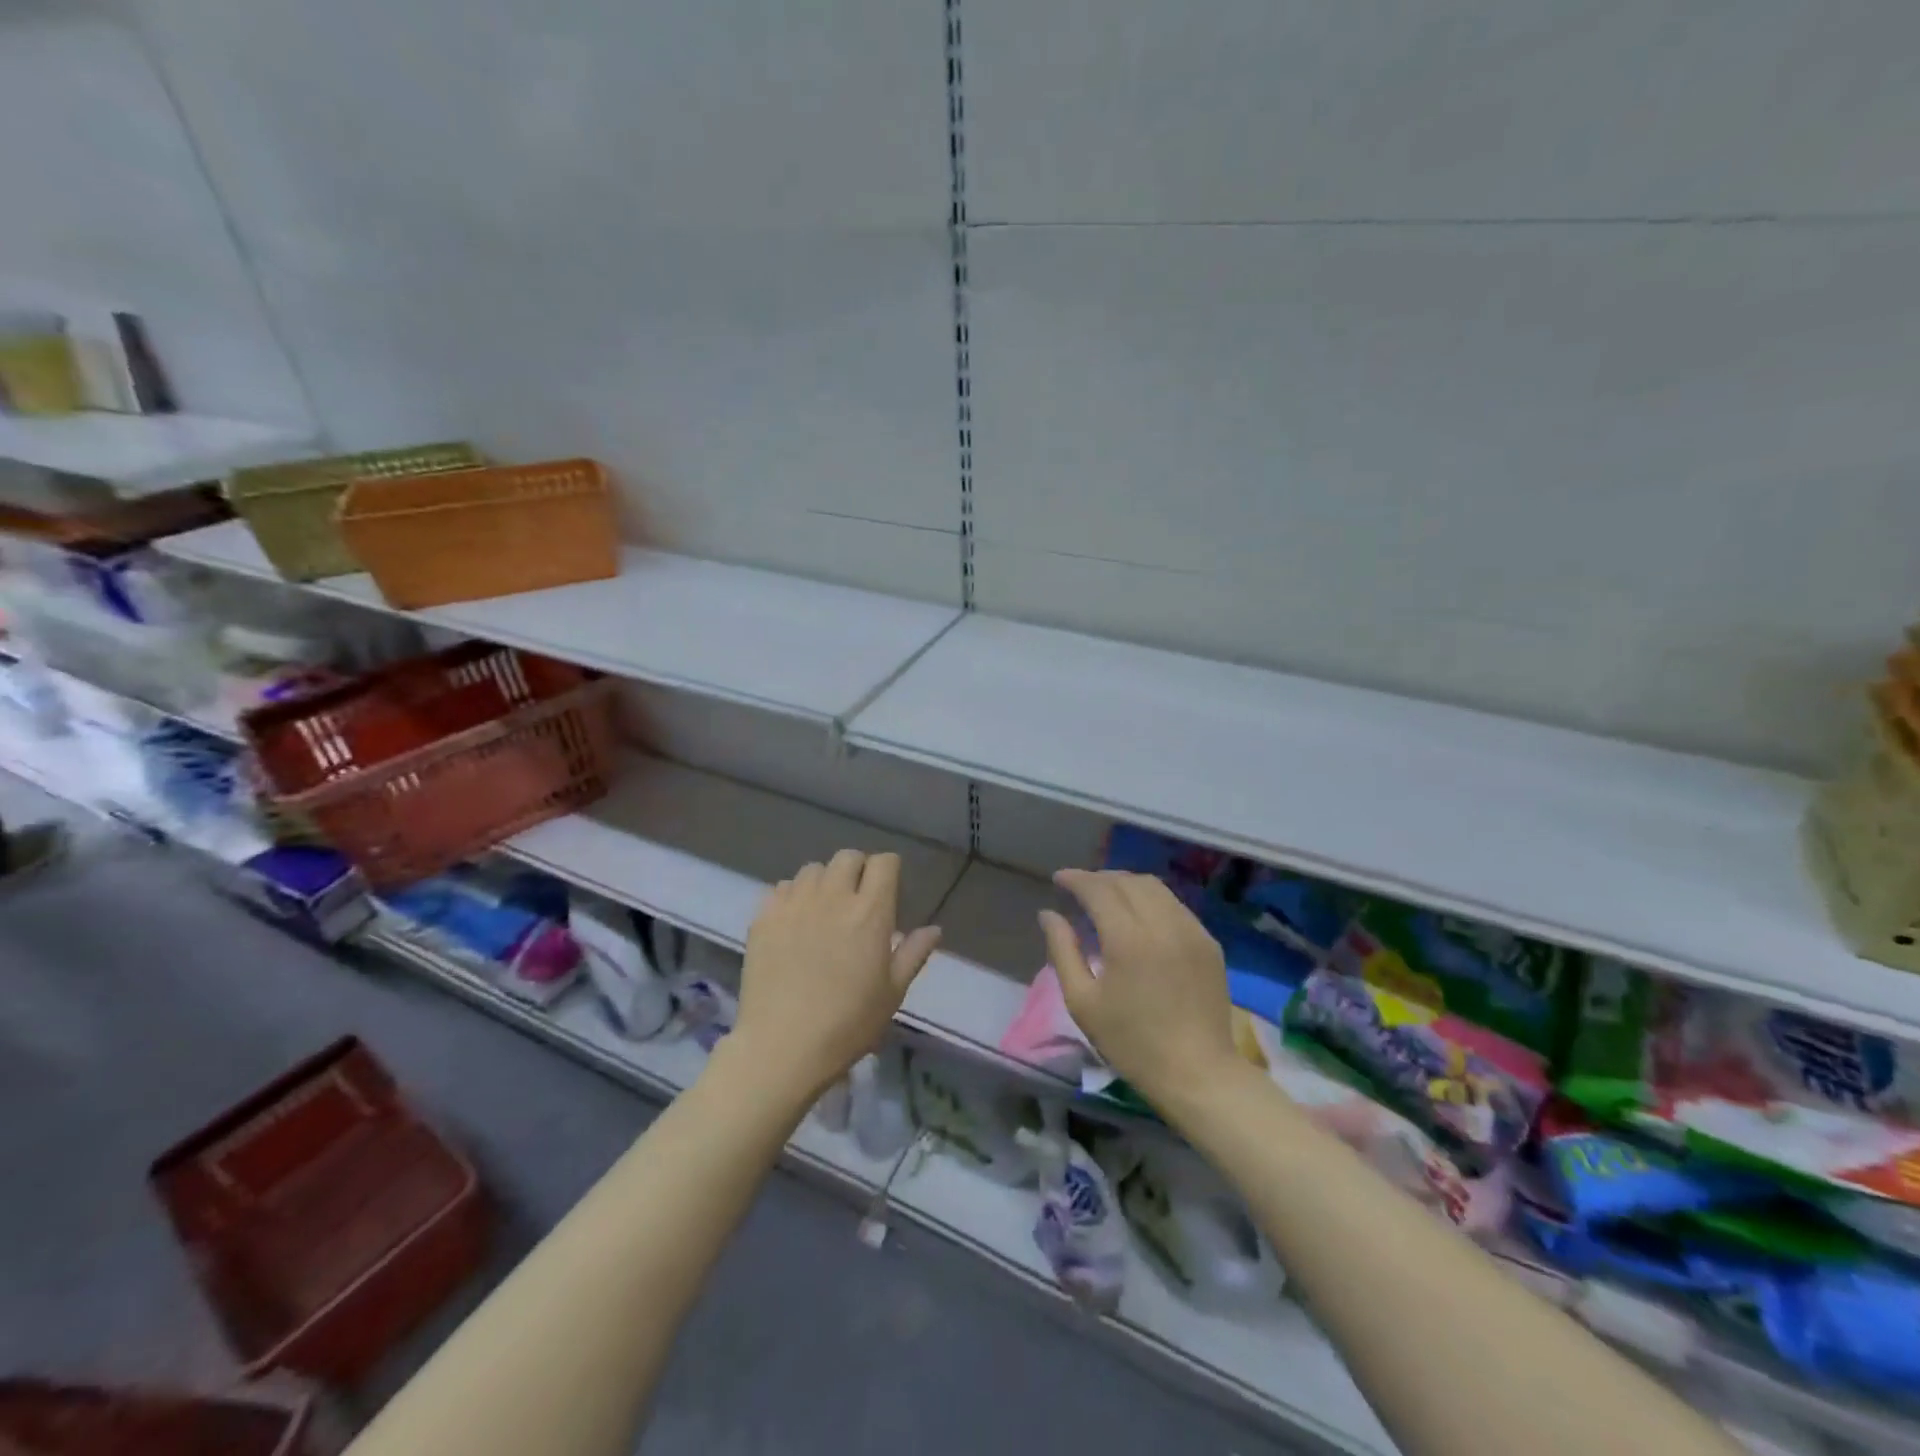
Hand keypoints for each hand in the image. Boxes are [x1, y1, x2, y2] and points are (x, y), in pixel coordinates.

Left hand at [730, 849, 940, 1102]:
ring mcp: (795, 904)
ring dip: (824, 881)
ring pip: (813, 869)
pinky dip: (793, 896)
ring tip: (824, 908)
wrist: (782, 1047)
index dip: (889, 870)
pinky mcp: (764, 917)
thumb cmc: (848, 1024)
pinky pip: (782, 887)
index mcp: (870, 912)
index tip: (889, 890)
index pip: (884, 863)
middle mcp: (833, 896)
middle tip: (857, 899)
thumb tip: (934, 929)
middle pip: (848, 857)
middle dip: (858, 870)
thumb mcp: (892, 993)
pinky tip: (794, 922)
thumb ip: (913, 954)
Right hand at [1039, 869, 1239, 1107]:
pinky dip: (1151, 900)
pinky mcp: (1208, 942)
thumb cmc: (1131, 1042)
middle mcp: (1162, 923)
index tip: (1058, 879)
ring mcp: (1191, 930)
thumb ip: (1062, 950)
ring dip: (1126, 884)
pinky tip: (1140, 916)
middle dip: (1099, 878)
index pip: (1099, 889)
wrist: (1196, 1072)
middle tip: (1079, 888)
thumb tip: (1048, 914)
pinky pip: (1175, 905)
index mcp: (1128, 939)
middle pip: (1127, 881)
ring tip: (1107, 896)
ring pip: (1154, 888)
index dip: (1076, 879)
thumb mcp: (1082, 1002)